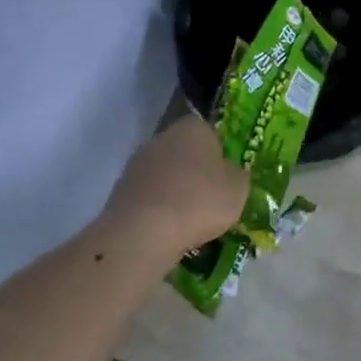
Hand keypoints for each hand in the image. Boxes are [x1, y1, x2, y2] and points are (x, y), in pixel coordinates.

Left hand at [101, 114, 247, 260]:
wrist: (143, 233)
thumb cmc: (199, 201)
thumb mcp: (239, 188)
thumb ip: (238, 175)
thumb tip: (230, 174)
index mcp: (193, 127)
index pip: (212, 132)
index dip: (222, 154)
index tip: (229, 177)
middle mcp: (163, 137)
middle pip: (187, 153)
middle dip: (198, 173)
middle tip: (213, 199)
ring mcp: (138, 164)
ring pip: (167, 176)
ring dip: (177, 192)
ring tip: (192, 221)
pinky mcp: (121, 191)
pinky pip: (150, 197)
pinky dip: (160, 210)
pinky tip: (170, 230)